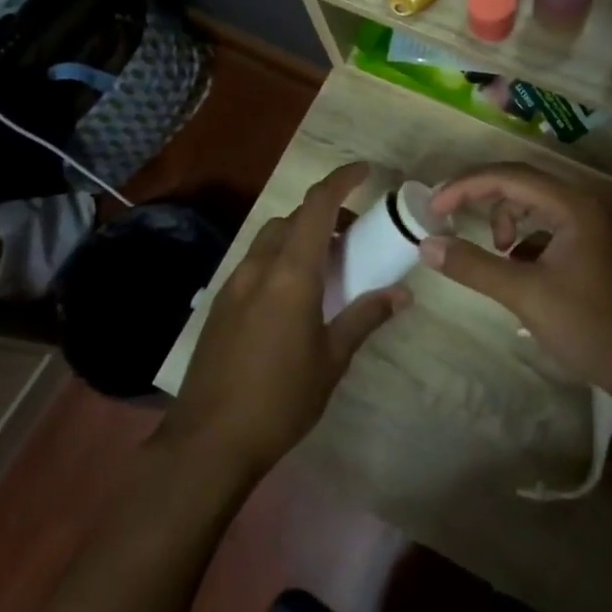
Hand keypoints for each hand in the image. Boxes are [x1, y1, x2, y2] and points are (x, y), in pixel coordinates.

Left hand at [161, 163, 405, 476]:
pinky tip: (292, 297)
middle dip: (325, 215)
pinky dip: (279, 259)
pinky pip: (255, 263)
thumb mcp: (332, 359)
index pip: (317, 206)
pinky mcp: (219, 305)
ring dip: (299, 237)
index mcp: (290, 274)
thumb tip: (402, 293)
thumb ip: (365, 317)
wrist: (209, 440)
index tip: (365, 171)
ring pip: (270, 239)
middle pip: (293, 219)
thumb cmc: (281, 399)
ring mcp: (233, 285)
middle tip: (355, 237)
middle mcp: (258, 267)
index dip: (341, 180)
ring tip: (326, 267)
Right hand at [418, 164, 611, 405]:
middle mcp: (581, 205)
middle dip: (479, 197)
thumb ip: (474, 266)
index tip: (432, 208)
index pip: (508, 176)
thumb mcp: (525, 294)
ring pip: (532, 206)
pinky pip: (544, 229)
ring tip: (497, 256)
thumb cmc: (591, 325)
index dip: (464, 186)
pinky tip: (518, 271)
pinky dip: (523, 242)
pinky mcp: (589, 249)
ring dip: (504, 221)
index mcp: (571, 205)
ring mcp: (588, 227)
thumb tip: (427, 245)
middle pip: (519, 184)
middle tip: (446, 218)